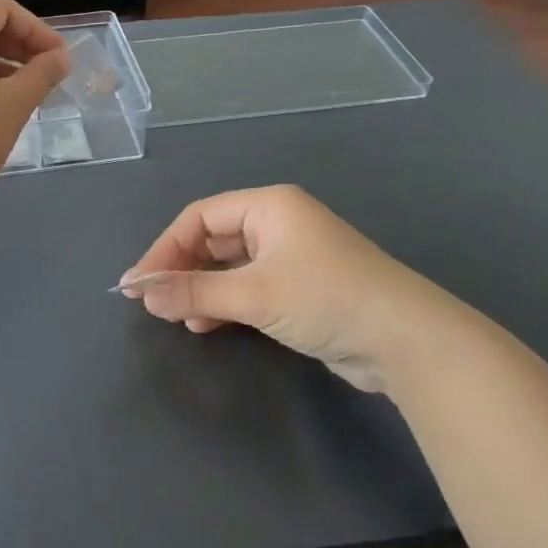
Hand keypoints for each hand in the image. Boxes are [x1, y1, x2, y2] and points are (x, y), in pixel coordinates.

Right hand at [120, 186, 481, 392]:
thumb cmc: (326, 298)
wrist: (408, 342)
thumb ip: (194, 292)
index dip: (164, 248)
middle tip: (153, 300)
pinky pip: (248, 287)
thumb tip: (141, 292)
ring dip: (200, 289)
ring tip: (176, 316)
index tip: (139, 282)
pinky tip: (206, 324)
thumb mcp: (254, 294)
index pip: (199, 217)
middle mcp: (278, 223)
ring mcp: (291, 256)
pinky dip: (224, 302)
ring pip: (229, 266)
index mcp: (269, 206)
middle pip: (212, 239)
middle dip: (181, 269)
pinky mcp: (301, 288)